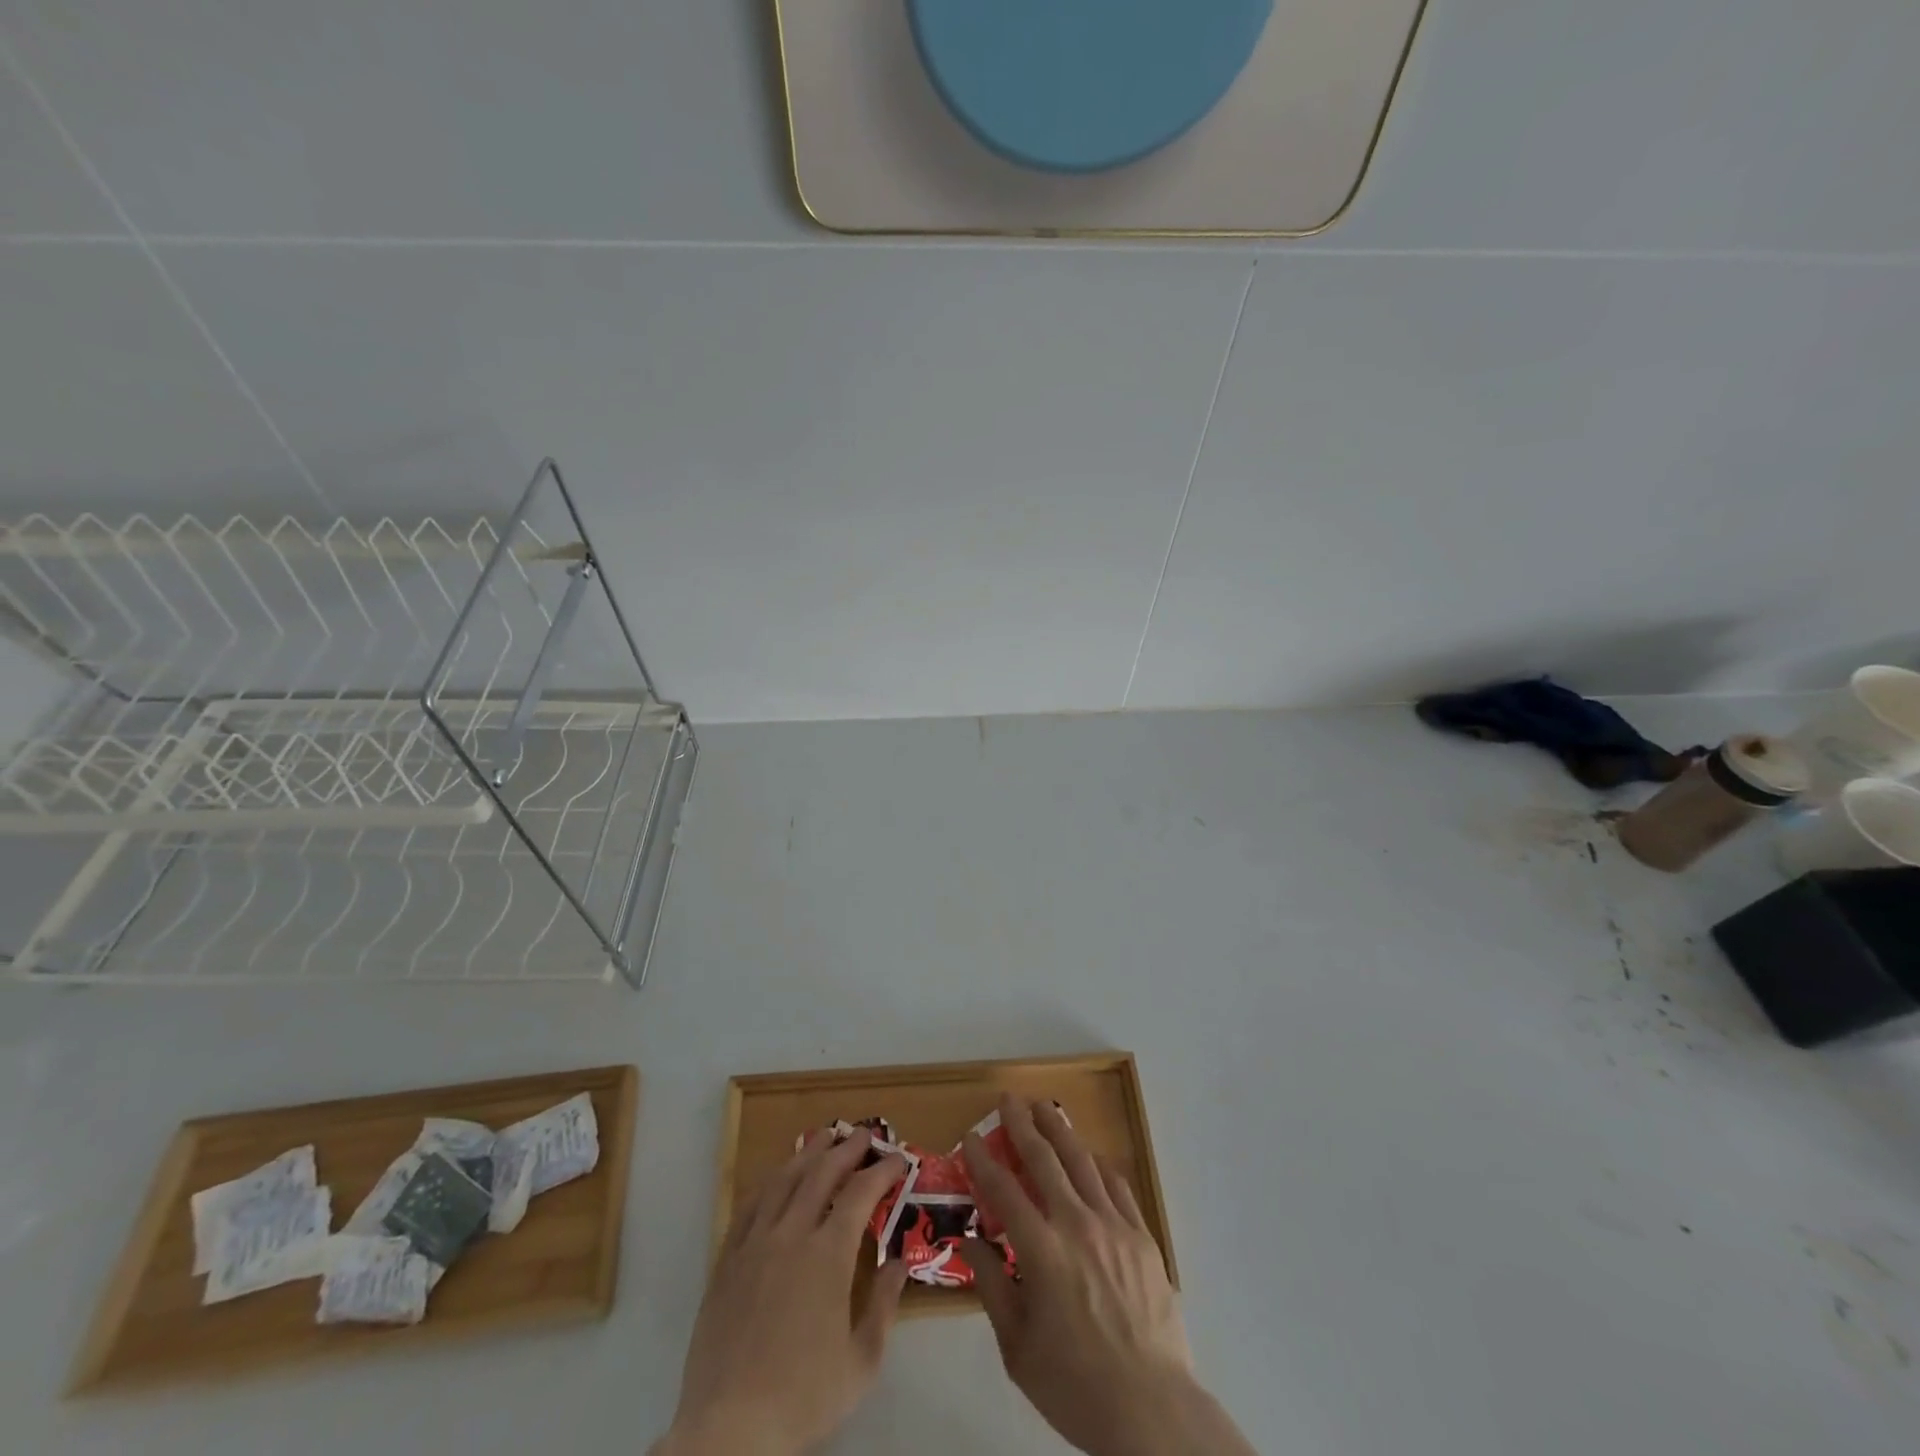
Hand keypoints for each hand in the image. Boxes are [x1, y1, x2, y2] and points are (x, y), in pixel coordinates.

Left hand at [657, 1130, 910, 1455]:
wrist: (729, 1431)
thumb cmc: (803, 1398)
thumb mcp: (861, 1363)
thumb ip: (884, 1306)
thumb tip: (899, 1263)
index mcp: (828, 1255)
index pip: (861, 1193)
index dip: (882, 1171)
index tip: (899, 1160)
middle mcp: (792, 1235)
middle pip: (821, 1173)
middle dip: (847, 1148)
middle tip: (864, 1134)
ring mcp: (755, 1244)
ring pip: (784, 1180)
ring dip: (808, 1153)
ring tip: (824, 1137)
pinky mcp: (728, 1261)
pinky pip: (750, 1206)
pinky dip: (770, 1181)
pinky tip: (778, 1176)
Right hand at [960, 1096, 1254, 1455]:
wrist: (1151, 1410)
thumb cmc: (1075, 1384)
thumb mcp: (1017, 1347)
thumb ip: (993, 1286)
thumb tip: (972, 1240)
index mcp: (1042, 1251)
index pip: (1003, 1191)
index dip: (983, 1161)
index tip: (970, 1138)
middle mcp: (1077, 1224)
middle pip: (1044, 1160)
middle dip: (1022, 1125)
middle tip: (1008, 1100)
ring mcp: (1114, 1226)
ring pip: (1082, 1162)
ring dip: (1059, 1131)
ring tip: (1045, 1109)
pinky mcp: (1142, 1236)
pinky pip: (1117, 1185)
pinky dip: (1098, 1164)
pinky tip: (1090, 1156)